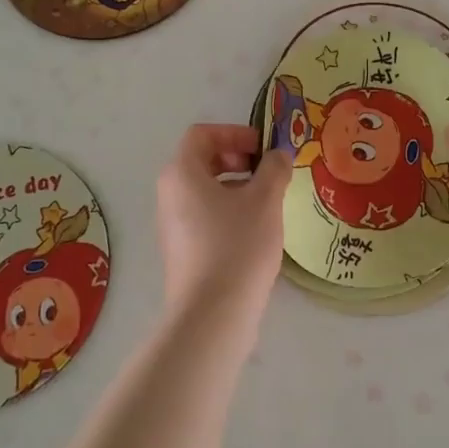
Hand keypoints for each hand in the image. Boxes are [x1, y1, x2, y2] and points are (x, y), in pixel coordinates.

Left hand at [156, 124, 287, 308]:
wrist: (213, 314)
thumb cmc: (237, 245)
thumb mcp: (265, 200)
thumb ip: (274, 169)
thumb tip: (278, 156)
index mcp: (181, 173)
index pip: (202, 134)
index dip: (234, 133)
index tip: (263, 149)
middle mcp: (169, 194)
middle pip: (202, 160)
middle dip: (237, 159)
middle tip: (267, 172)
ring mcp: (173, 224)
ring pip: (205, 190)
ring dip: (237, 187)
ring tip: (268, 203)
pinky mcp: (183, 250)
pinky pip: (205, 215)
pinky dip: (229, 211)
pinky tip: (256, 231)